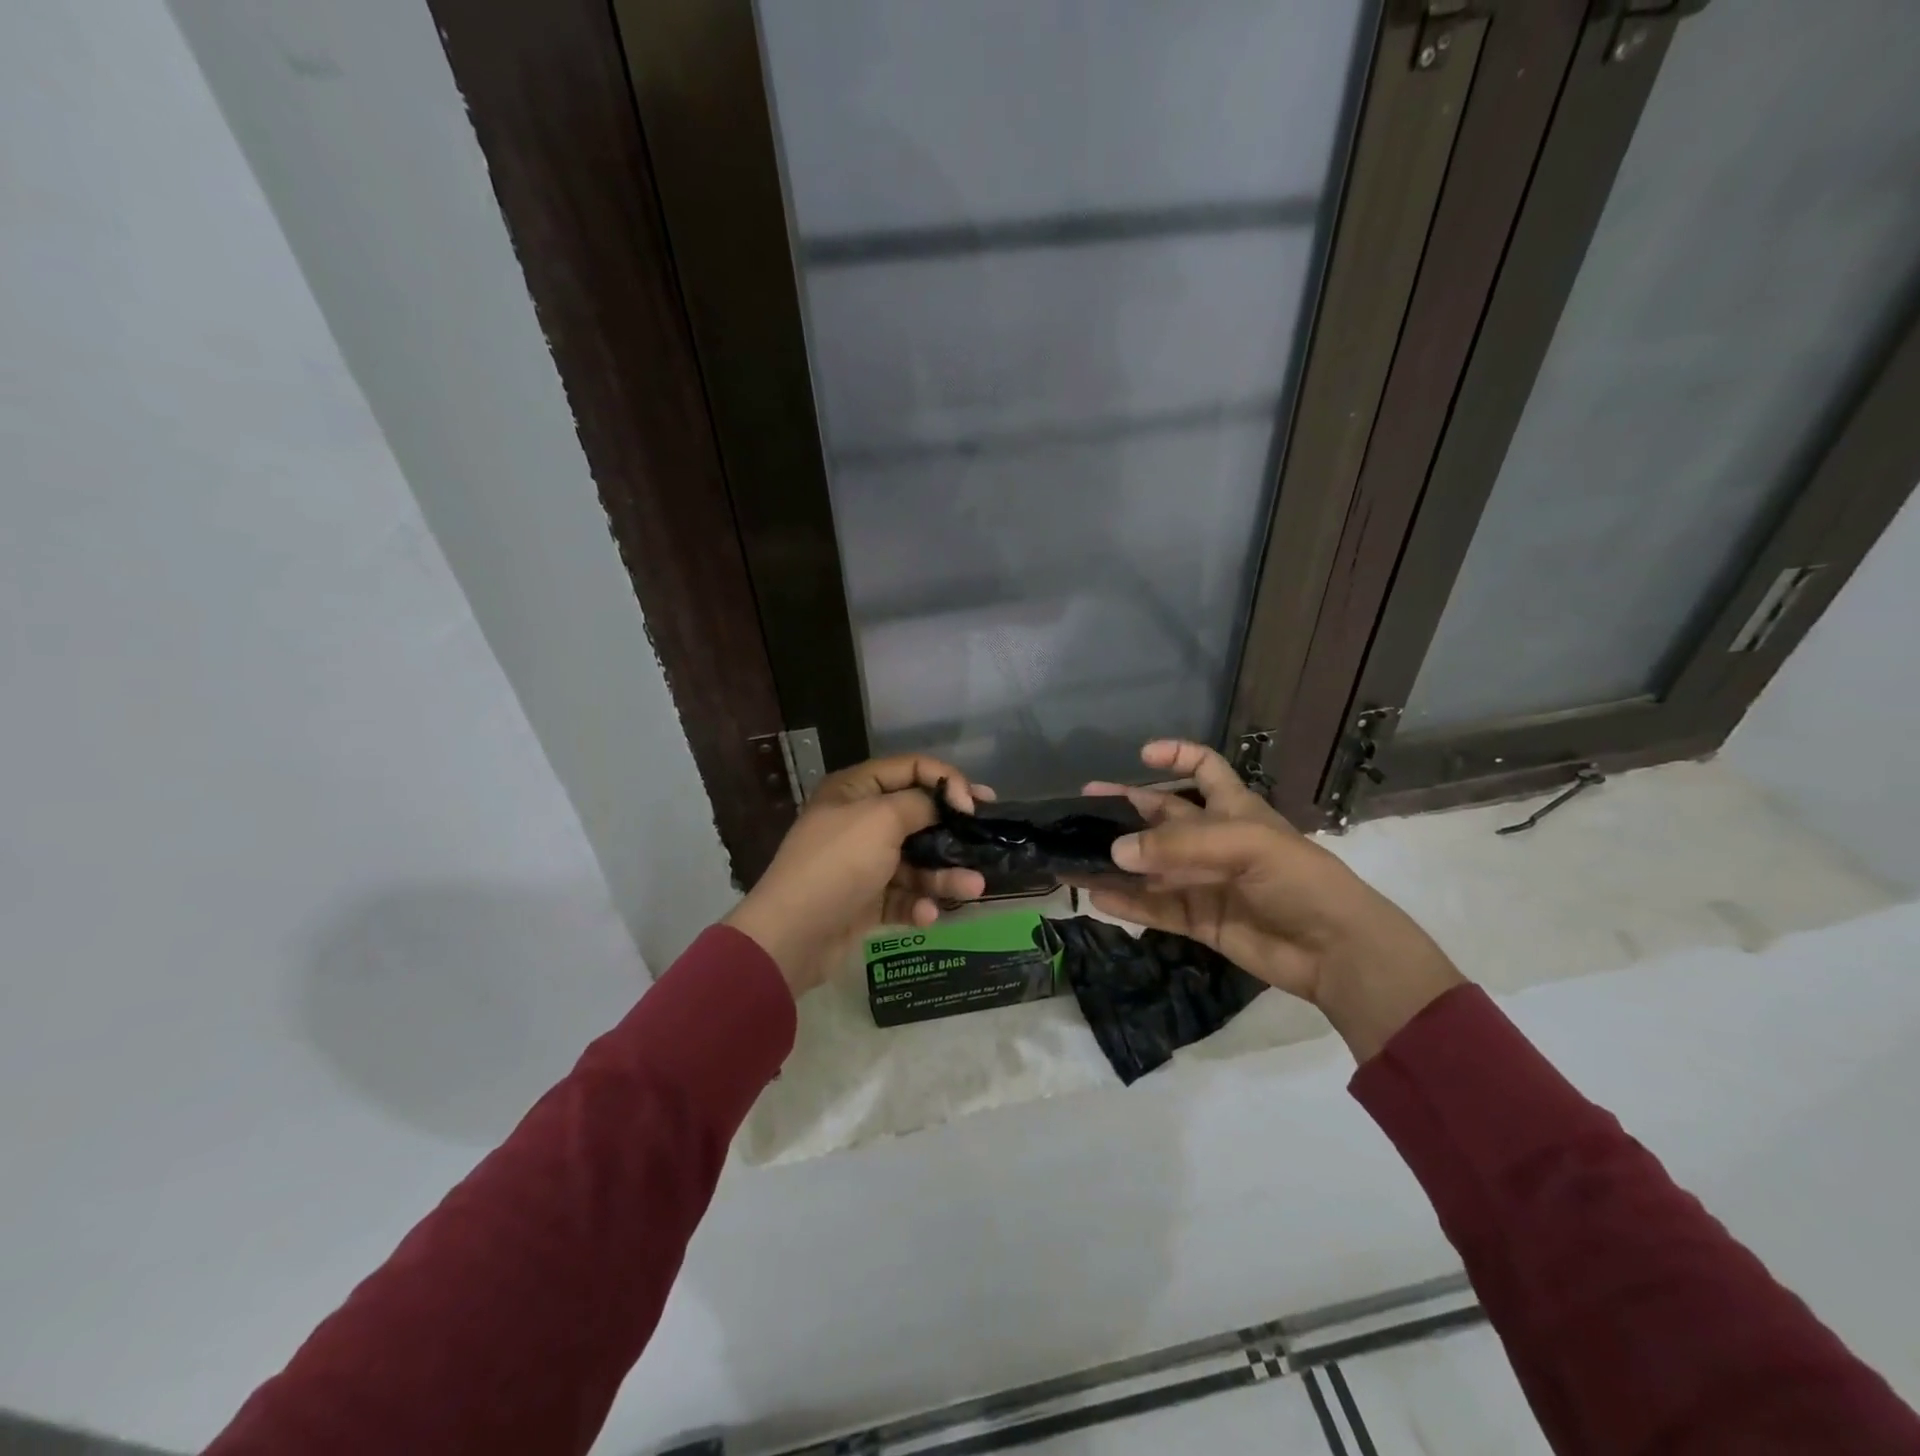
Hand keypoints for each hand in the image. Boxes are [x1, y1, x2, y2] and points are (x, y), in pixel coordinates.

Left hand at [723, 754, 989, 997]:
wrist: (792, 935)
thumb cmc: (838, 863)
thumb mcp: (881, 819)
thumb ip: (920, 804)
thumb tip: (945, 802)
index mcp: (856, 789)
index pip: (910, 769)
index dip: (946, 780)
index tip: (974, 804)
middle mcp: (860, 820)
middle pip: (918, 816)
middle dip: (953, 829)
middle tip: (987, 835)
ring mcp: (863, 862)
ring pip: (916, 861)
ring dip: (944, 874)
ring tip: (973, 887)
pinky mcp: (867, 900)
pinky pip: (903, 895)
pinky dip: (919, 903)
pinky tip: (927, 915)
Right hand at [1082, 740, 1463, 1061]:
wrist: (1335, 952)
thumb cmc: (1299, 880)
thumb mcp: (1244, 845)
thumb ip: (1177, 845)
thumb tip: (1115, 851)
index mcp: (1234, 809)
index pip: (1204, 769)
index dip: (1176, 756)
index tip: (1140, 755)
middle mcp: (1214, 841)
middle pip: (1162, 816)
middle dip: (1124, 809)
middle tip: (1080, 807)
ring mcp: (1204, 882)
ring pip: (1149, 865)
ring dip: (1115, 861)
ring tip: (1073, 858)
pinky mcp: (1199, 920)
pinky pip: (1153, 907)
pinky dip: (1125, 903)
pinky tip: (1096, 897)